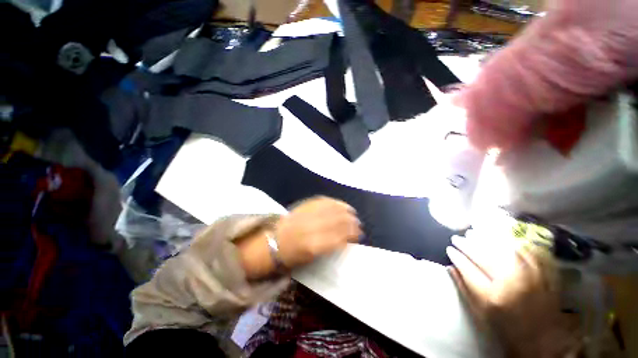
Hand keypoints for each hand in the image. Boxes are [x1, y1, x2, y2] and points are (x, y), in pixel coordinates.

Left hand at [275, 196, 361, 267]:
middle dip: (352, 222)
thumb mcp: (313, 258)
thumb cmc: (293, 255)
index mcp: (314, 245)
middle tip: (359, 224)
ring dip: (346, 211)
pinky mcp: (305, 205)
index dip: (352, 233)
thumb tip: (347, 237)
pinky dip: (336, 203)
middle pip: (338, 221)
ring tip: (353, 214)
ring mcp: (308, 213)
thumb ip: (331, 246)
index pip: (340, 236)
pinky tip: (342, 205)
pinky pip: (324, 201)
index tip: (359, 234)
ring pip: (333, 209)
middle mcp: (312, 227)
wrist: (274, 240)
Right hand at [447, 233, 580, 357]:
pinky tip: (499, 237)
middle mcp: (512, 284)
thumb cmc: (505, 329)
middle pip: (484, 256)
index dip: (456, 257)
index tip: (449, 249)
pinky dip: (510, 242)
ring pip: (503, 249)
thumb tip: (450, 266)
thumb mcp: (479, 314)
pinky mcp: (545, 273)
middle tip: (456, 238)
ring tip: (473, 233)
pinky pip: (526, 250)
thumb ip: (463, 288)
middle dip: (467, 245)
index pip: (468, 269)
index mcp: (493, 297)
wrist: (543, 341)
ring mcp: (531, 276)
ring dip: (485, 239)